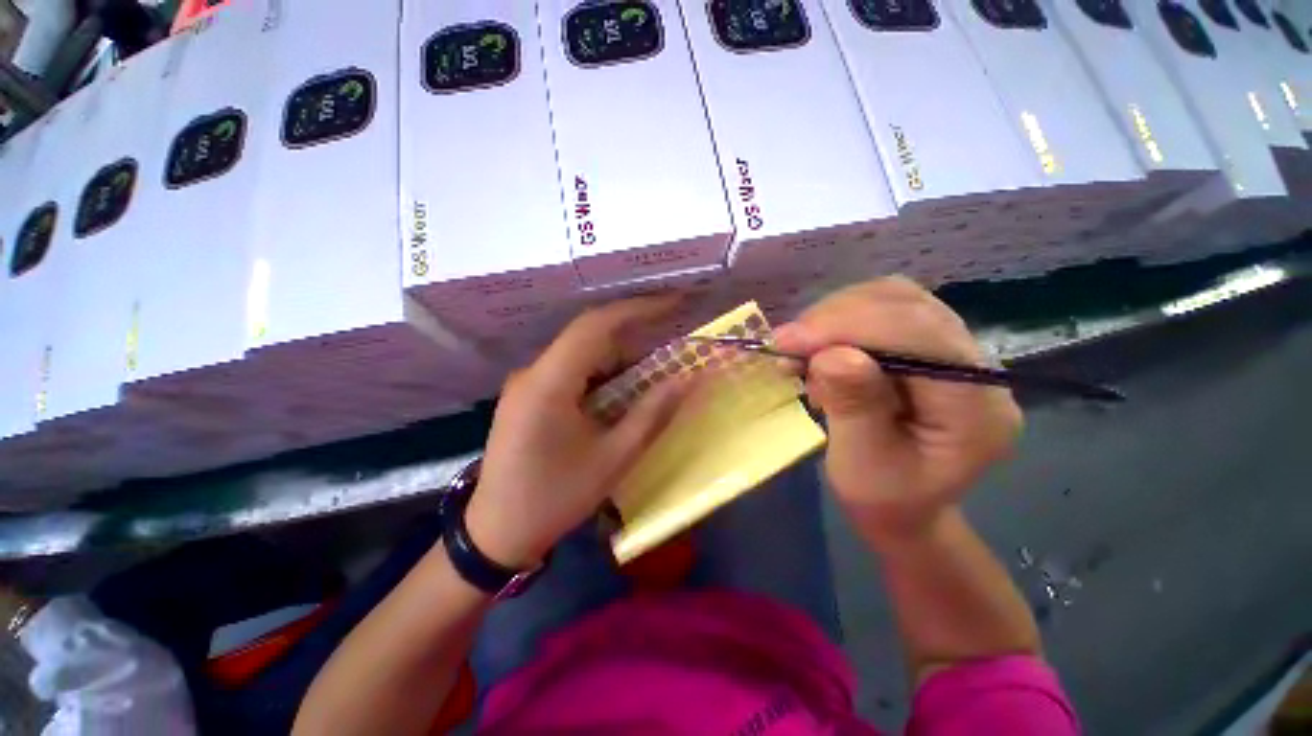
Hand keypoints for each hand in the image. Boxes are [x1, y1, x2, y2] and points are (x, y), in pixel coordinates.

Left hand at [465, 297, 696, 568]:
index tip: (672, 303)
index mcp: (549, 383)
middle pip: (589, 339)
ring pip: (581, 356)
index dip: (637, 308)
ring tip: (651, 378)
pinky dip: (601, 378)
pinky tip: (618, 397)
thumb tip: (688, 379)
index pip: (595, 325)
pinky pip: (570, 373)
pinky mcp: (527, 397)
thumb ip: (653, 413)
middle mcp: (533, 373)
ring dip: (618, 362)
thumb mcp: (614, 458)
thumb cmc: (556, 498)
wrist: (497, 534)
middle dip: (633, 341)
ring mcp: (526, 384)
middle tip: (670, 352)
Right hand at [774, 278, 1022, 547]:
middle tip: (788, 343)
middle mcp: (976, 368)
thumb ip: (854, 407)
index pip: (922, 336)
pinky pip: (883, 309)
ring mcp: (955, 350)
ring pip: (895, 298)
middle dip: (837, 317)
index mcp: (975, 409)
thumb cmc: (884, 498)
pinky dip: (841, 320)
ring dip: (836, 315)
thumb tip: (831, 353)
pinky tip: (820, 347)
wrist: (905, 505)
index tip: (789, 340)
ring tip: (801, 348)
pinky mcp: (928, 345)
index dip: (851, 326)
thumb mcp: (861, 465)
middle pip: (909, 306)